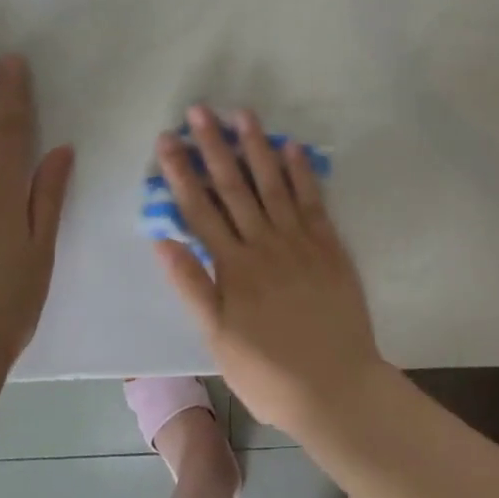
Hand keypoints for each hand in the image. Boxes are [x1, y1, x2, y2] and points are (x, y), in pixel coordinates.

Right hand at [154, 105, 384, 431]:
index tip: (169, 141)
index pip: (200, 210)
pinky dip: (302, 172)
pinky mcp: (328, 245)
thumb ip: (192, 287)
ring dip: (257, 147)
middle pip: (234, 186)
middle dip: (214, 146)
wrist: (335, 386)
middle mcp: (264, 243)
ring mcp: (299, 240)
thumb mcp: (218, 339)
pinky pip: (313, 201)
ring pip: (273, 184)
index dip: (182, 173)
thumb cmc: (268, 371)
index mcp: (233, 267)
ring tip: (243, 114)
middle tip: (200, 111)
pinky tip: (292, 147)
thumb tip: (163, 241)